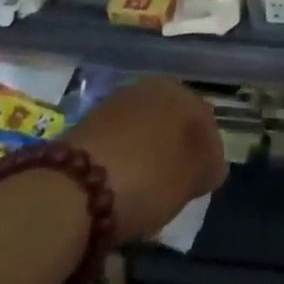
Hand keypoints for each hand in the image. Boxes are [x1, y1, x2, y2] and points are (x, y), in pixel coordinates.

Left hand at [64, 76, 225, 243]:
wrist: (68, 193)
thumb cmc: (147, 178)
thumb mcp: (192, 179)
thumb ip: (209, 168)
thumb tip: (214, 166)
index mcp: (179, 92)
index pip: (205, 120)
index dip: (209, 153)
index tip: (204, 183)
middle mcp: (147, 89)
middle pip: (171, 123)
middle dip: (176, 151)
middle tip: (176, 186)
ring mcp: (111, 107)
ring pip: (142, 133)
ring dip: (147, 156)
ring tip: (145, 192)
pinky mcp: (81, 130)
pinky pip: (114, 146)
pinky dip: (121, 164)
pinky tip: (118, 189)